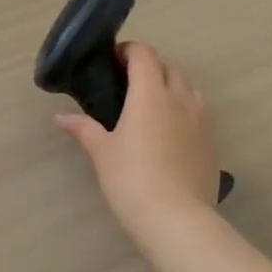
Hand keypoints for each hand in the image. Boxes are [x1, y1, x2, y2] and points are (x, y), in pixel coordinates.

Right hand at [55, 42, 219, 239]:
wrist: (177, 220)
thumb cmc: (132, 178)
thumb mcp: (101, 152)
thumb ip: (83, 128)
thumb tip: (60, 117)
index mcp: (150, 94)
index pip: (144, 55)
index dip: (130, 50)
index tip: (114, 60)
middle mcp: (179, 99)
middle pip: (169, 67)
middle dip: (151, 67)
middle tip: (129, 84)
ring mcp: (200, 121)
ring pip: (189, 89)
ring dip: (172, 86)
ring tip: (152, 105)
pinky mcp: (211, 144)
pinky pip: (199, 114)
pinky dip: (184, 112)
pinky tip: (169, 134)